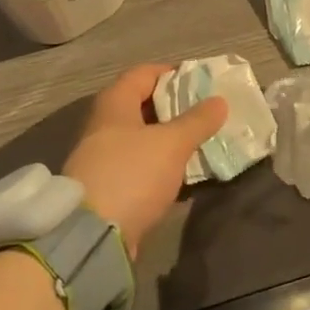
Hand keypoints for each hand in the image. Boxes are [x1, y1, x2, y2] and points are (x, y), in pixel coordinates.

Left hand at [64, 64, 225, 256]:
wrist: (90, 236)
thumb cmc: (131, 174)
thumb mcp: (171, 144)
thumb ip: (197, 121)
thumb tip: (219, 100)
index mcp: (114, 103)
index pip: (144, 73)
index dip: (172, 73)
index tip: (200, 81)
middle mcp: (103, 125)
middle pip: (142, 105)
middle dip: (174, 107)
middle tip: (205, 112)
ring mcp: (102, 157)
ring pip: (141, 137)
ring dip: (168, 138)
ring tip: (199, 141)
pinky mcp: (106, 187)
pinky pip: (138, 165)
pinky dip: (159, 164)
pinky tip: (182, 173)